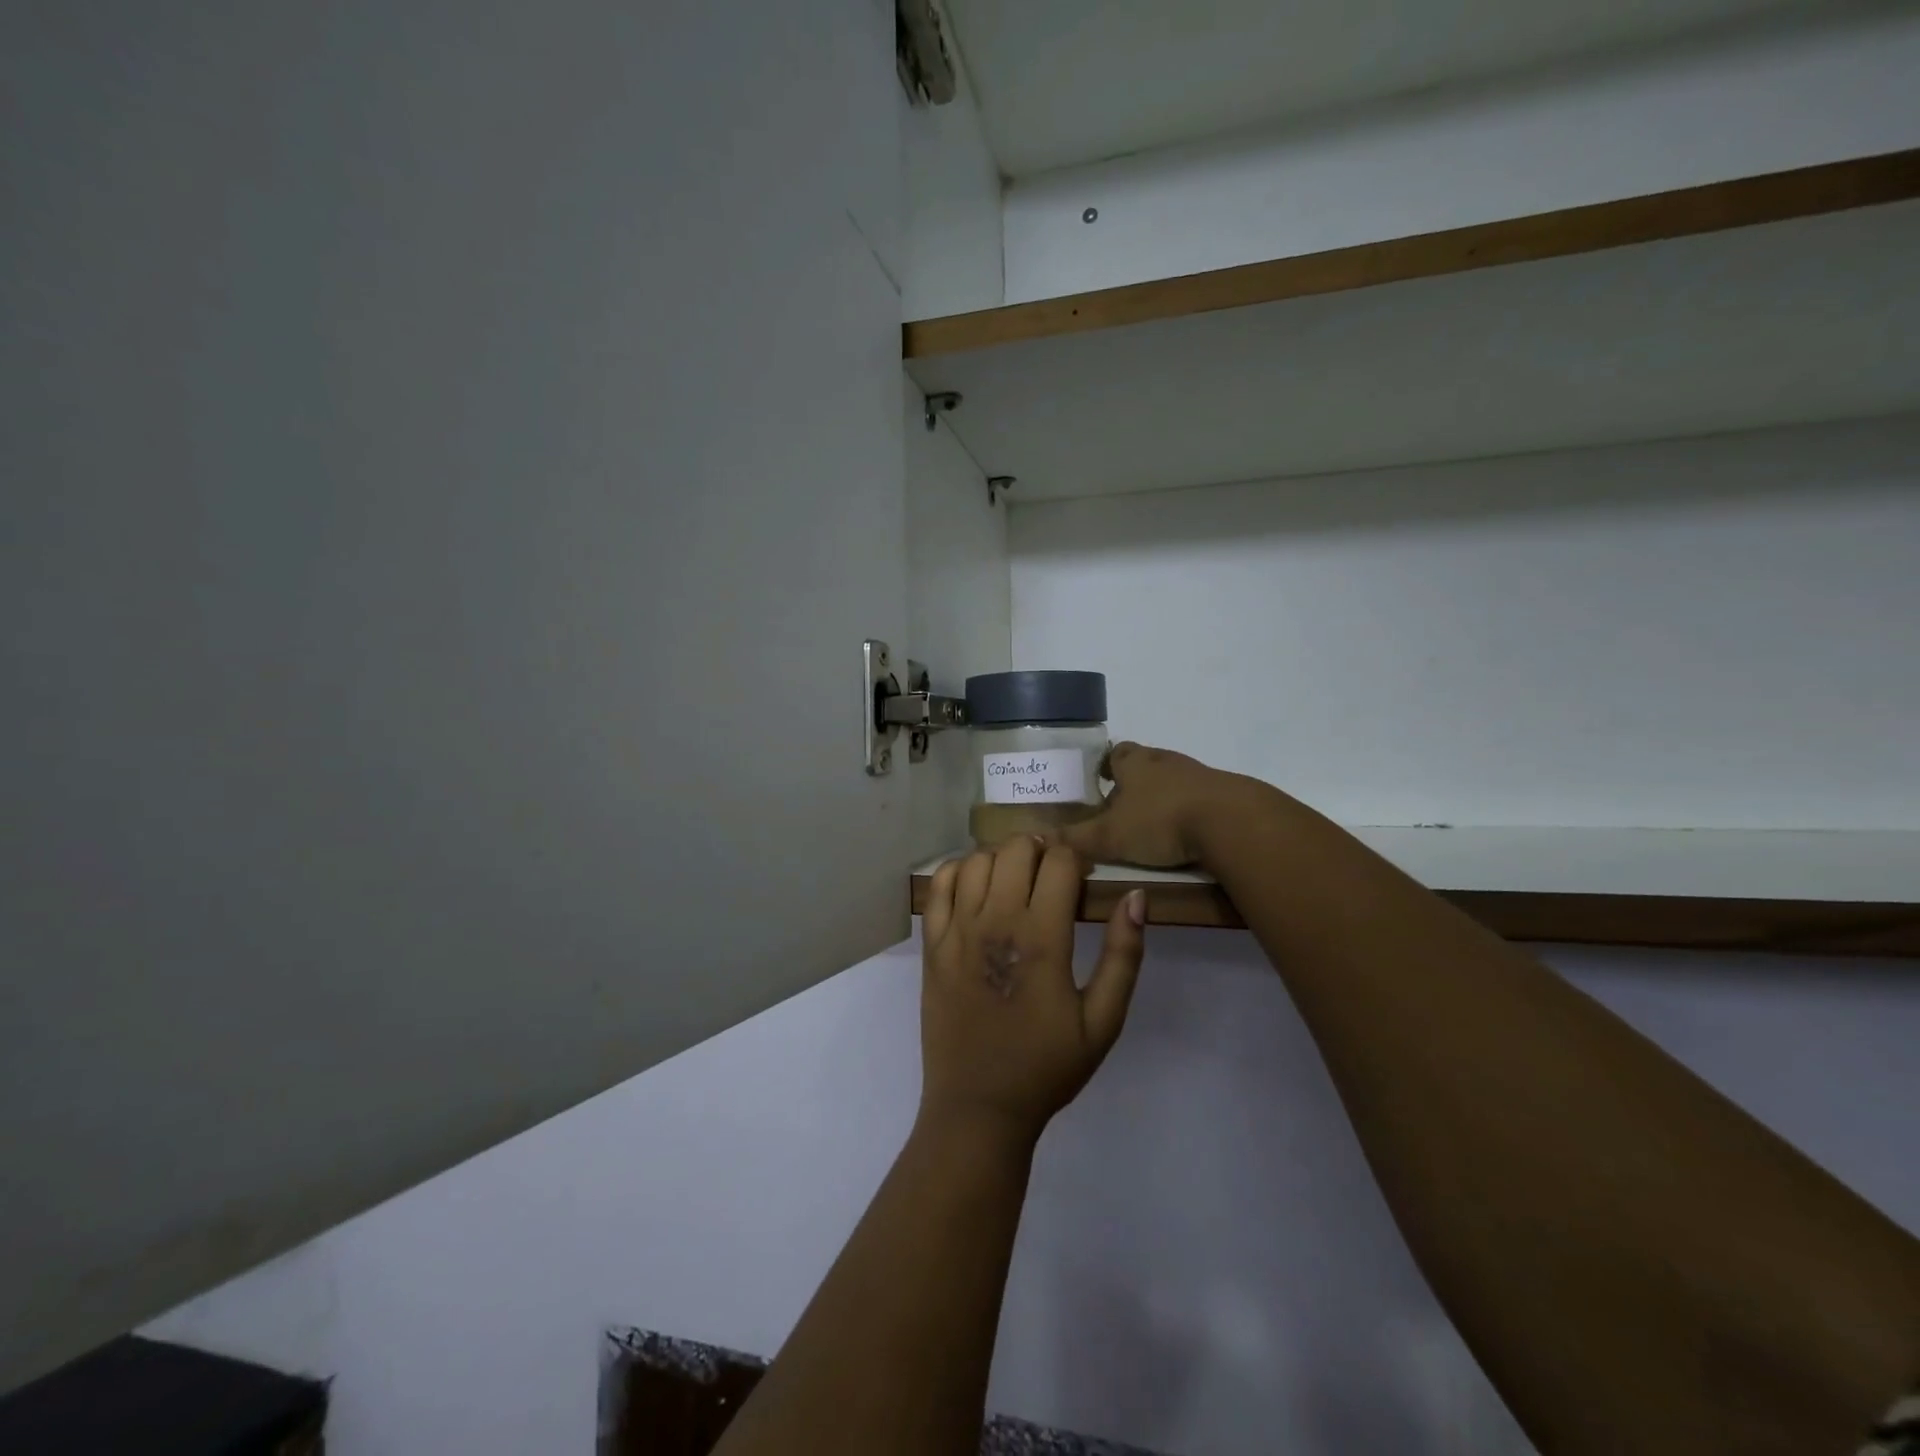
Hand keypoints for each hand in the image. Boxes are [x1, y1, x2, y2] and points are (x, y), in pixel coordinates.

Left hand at [919, 837, 1145, 1144]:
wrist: (979, 1106)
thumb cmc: (1046, 1067)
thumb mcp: (1103, 1022)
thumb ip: (1123, 955)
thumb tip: (1136, 896)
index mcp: (1042, 939)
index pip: (1060, 862)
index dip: (1078, 860)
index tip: (1084, 878)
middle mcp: (995, 922)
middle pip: (1017, 849)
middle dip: (1042, 851)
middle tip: (1053, 876)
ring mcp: (956, 931)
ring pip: (978, 859)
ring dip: (1003, 858)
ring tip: (1017, 881)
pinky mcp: (932, 944)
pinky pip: (940, 884)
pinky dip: (960, 871)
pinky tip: (977, 887)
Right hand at [1057, 742, 1239, 868]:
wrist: (1231, 822)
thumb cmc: (1161, 820)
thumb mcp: (1111, 836)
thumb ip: (1076, 839)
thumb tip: (1039, 840)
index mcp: (1135, 763)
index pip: (1115, 753)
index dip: (1105, 764)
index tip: (1097, 778)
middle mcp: (1164, 761)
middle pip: (1144, 762)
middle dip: (1132, 779)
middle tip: (1119, 802)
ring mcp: (1197, 774)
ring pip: (1171, 778)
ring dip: (1160, 794)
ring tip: (1149, 819)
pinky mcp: (1222, 793)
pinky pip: (1197, 796)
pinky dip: (1186, 808)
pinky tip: (1183, 830)